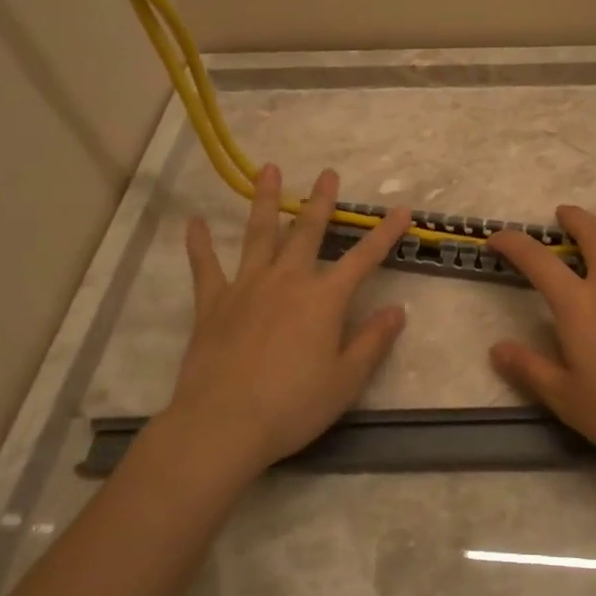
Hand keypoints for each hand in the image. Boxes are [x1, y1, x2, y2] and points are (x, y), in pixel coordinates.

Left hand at [154, 164, 411, 473]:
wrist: (223, 424)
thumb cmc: (292, 406)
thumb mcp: (346, 381)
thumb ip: (373, 341)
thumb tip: (398, 309)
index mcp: (324, 299)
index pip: (364, 258)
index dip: (386, 233)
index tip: (402, 209)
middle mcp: (287, 280)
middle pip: (307, 232)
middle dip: (321, 202)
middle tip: (327, 174)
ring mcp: (246, 287)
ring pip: (259, 235)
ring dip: (266, 201)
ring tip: (269, 171)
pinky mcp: (213, 303)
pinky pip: (205, 266)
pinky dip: (199, 244)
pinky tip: (194, 222)